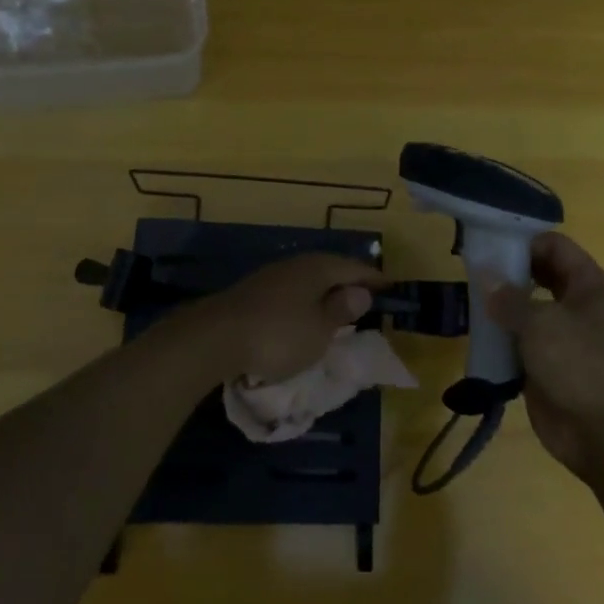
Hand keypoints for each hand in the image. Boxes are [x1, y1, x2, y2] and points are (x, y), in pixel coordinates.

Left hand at [171, 252, 387, 383]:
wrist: (214, 338)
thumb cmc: (278, 335)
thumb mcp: (320, 330)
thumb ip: (341, 311)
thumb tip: (360, 292)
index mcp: (318, 268)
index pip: (354, 268)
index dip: (373, 278)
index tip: (389, 286)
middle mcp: (295, 264)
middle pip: (328, 269)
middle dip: (346, 282)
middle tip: (364, 296)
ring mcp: (269, 277)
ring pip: (306, 280)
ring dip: (322, 293)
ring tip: (335, 307)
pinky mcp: (250, 294)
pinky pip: (288, 293)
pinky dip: (302, 302)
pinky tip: (301, 316)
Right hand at [486, 232, 603, 483]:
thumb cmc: (579, 365)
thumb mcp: (541, 324)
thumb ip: (509, 298)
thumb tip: (484, 276)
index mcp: (587, 285)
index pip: (553, 246)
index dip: (523, 241)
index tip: (487, 245)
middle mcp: (576, 305)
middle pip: (538, 275)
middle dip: (507, 273)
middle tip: (471, 271)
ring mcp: (561, 336)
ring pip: (525, 309)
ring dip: (500, 306)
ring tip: (467, 301)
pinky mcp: (546, 364)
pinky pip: (519, 341)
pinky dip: (500, 338)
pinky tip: (476, 335)